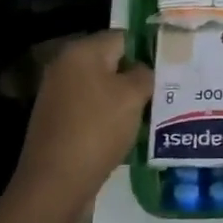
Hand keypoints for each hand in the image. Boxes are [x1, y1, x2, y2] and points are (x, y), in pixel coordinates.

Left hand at [10, 30, 151, 212]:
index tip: (168, 70)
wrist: (54, 184)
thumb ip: (145, 74)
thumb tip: (144, 70)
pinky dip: (106, 116)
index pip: (124, 37)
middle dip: (135, 76)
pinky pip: (90, 108)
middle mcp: (65, 65)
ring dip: (122, 99)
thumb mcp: (133, 97)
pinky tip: (124, 132)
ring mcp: (57, 93)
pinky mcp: (56, 119)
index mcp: (82, 51)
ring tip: (148, 114)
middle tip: (162, 92)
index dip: (148, 51)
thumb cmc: (97, 130)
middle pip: (111, 61)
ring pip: (101, 87)